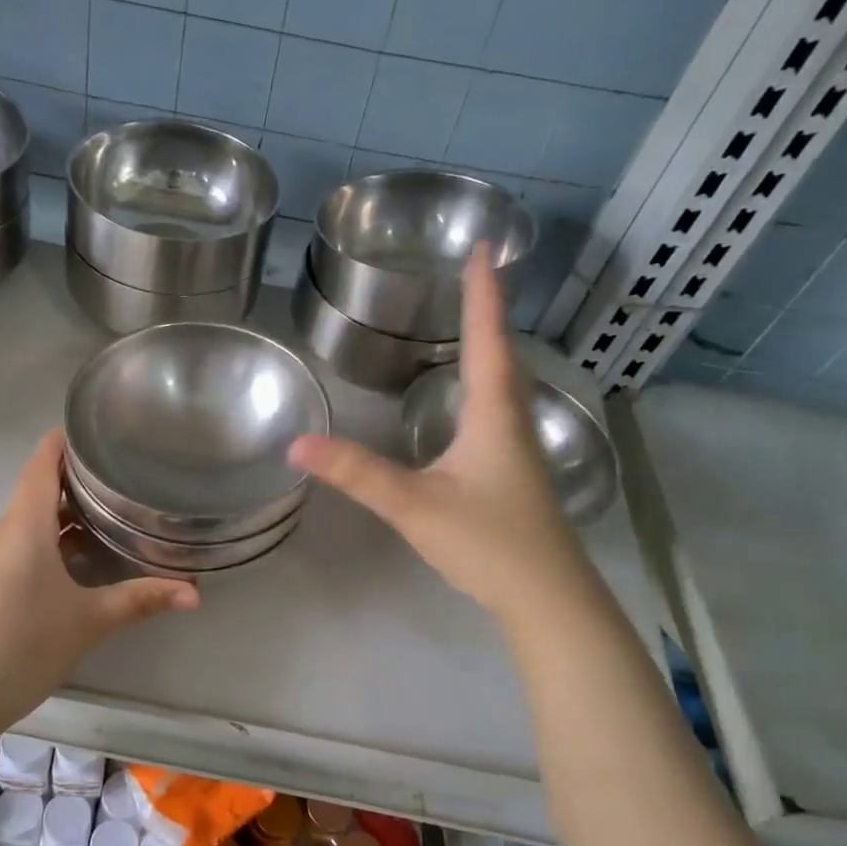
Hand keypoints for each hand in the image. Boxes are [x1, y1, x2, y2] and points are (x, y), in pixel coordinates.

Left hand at [0, 430, 198, 732]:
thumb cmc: (22, 645)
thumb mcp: (89, 621)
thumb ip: (140, 600)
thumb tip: (194, 592)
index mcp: (25, 525)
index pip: (42, 461)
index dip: (67, 440)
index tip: (104, 432)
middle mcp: (5, 532)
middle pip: (39, 487)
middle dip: (78, 477)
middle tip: (125, 473)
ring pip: (32, 519)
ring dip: (67, 511)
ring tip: (113, 510)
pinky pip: (24, 544)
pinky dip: (54, 539)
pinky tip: (81, 558)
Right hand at [289, 248, 577, 616]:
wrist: (548, 599)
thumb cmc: (488, 543)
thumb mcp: (414, 505)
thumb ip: (357, 473)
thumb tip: (298, 444)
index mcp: (493, 414)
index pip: (486, 338)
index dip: (482, 292)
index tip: (482, 247)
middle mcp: (511, 421)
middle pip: (502, 353)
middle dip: (487, 311)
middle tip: (473, 274)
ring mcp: (518, 449)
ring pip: (505, 383)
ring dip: (491, 346)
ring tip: (474, 322)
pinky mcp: (516, 474)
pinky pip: (500, 409)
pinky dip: (486, 383)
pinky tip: (473, 401)